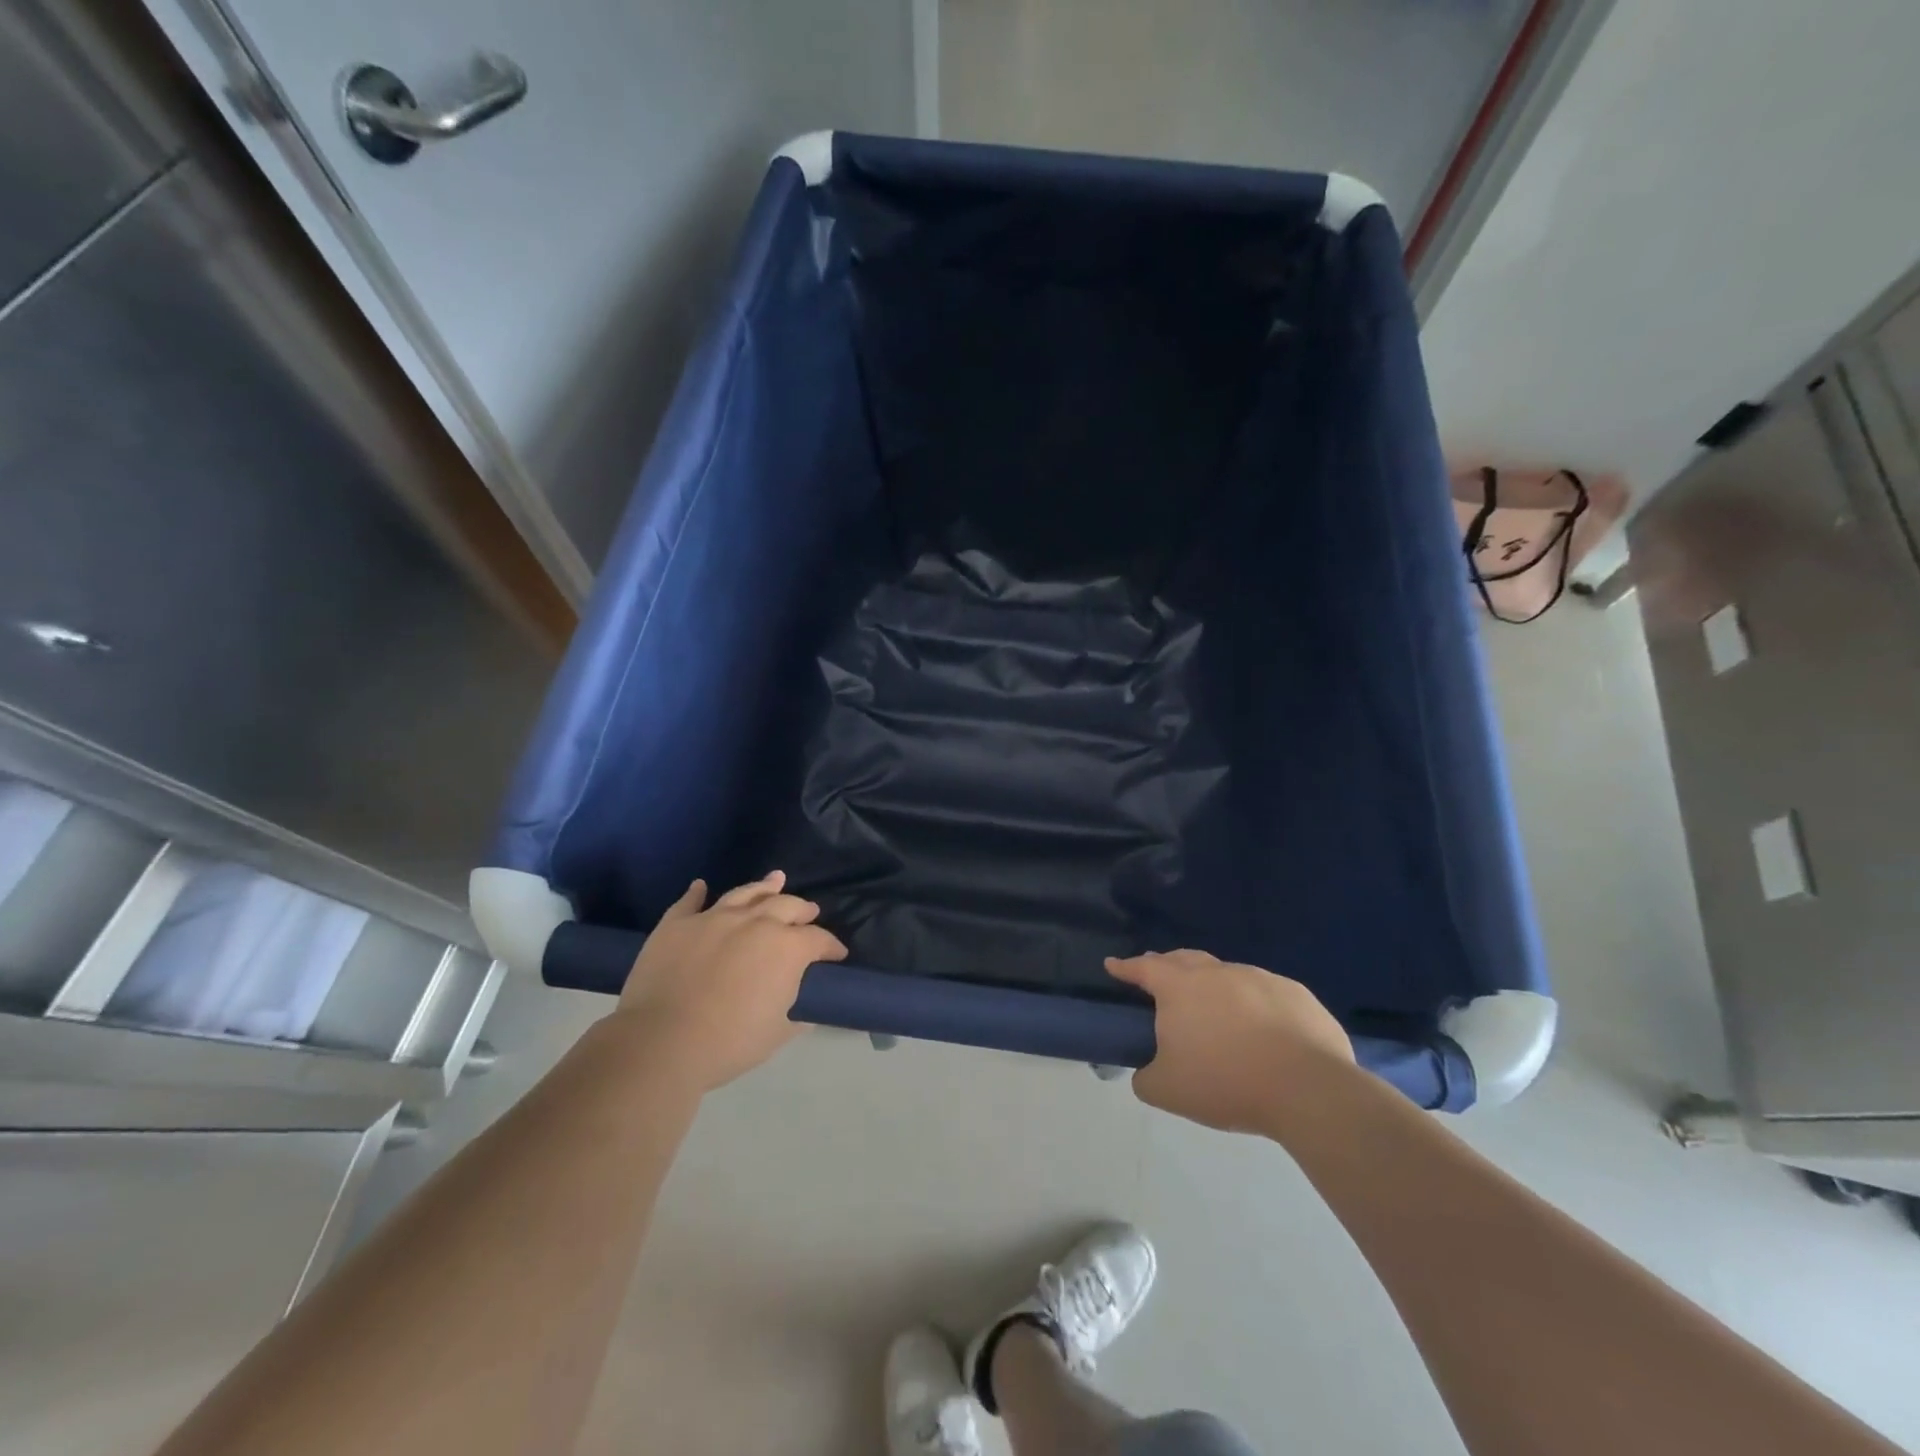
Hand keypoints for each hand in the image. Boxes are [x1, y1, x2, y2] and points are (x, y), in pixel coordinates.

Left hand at [616, 871, 846, 1090]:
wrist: (661, 1042)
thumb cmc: (728, 1043)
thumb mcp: (776, 1034)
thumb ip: (796, 1016)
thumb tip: (805, 1013)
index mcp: (786, 948)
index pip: (818, 940)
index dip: (831, 946)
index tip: (837, 954)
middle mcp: (755, 923)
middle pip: (786, 906)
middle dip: (803, 910)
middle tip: (809, 913)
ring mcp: (713, 919)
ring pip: (745, 894)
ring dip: (764, 887)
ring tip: (776, 880)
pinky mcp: (677, 925)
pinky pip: (689, 902)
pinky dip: (697, 893)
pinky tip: (701, 886)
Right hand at [1105, 950, 1352, 1132]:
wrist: (1307, 1089)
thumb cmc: (1226, 1083)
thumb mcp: (1168, 1091)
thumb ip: (1146, 1077)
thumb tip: (1146, 1072)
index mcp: (1180, 988)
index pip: (1144, 968)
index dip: (1125, 967)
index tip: (1113, 965)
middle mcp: (1217, 973)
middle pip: (1184, 960)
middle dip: (1167, 965)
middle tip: (1159, 978)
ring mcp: (1260, 978)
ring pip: (1227, 975)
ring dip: (1214, 987)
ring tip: (1214, 1013)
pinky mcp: (1296, 994)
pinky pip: (1265, 993)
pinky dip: (1254, 1004)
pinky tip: (1261, 1031)